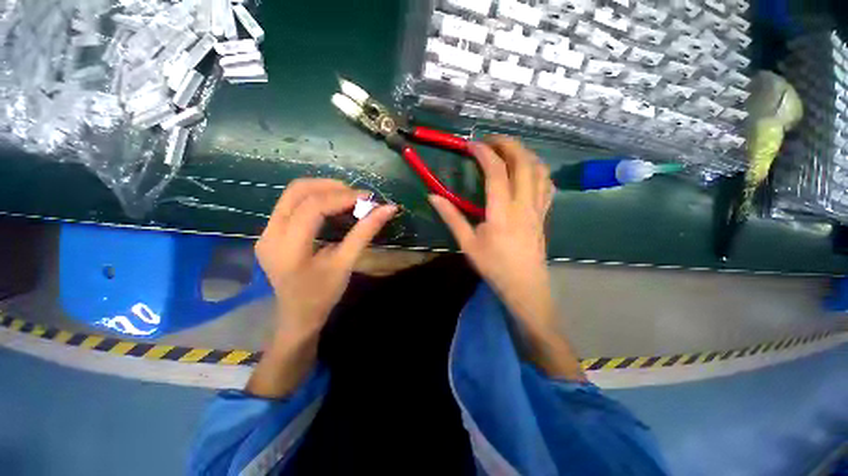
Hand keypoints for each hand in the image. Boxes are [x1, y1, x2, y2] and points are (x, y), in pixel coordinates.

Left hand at [256, 179, 396, 336]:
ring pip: (293, 194)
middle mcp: (269, 234)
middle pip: (297, 191)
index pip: (313, 207)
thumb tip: (388, 209)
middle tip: (358, 196)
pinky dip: (315, 198)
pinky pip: (292, 203)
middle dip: (331, 187)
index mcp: (287, 248)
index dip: (343, 197)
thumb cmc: (323, 295)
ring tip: (349, 198)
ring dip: (323, 189)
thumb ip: (365, 233)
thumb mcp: (346, 264)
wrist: (298, 316)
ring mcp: (266, 231)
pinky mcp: (270, 232)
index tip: (368, 198)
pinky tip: (333, 206)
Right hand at [429, 137, 555, 333]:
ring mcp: (537, 208)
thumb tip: (433, 197)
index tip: (472, 144)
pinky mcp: (543, 214)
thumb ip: (451, 217)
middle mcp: (523, 204)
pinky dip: (538, 170)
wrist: (524, 285)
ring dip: (525, 153)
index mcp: (502, 212)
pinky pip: (547, 184)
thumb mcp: (467, 243)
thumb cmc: (494, 266)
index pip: (496, 172)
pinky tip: (528, 170)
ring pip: (539, 170)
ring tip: (509, 150)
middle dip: (508, 144)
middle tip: (491, 140)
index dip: (484, 153)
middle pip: (523, 162)